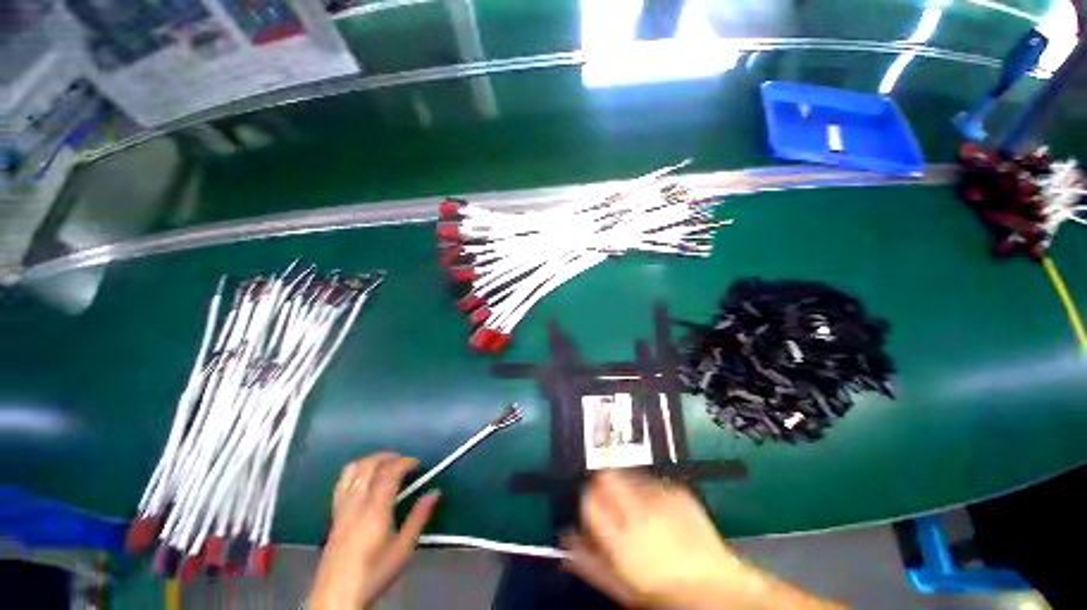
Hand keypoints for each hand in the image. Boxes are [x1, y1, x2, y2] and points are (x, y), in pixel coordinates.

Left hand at [308, 453, 440, 609]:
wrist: (336, 598)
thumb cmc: (374, 574)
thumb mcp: (403, 549)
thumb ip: (419, 518)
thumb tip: (435, 492)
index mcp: (375, 510)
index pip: (389, 472)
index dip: (405, 462)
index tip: (417, 464)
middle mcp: (356, 503)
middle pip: (369, 465)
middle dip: (388, 456)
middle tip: (403, 461)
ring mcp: (341, 508)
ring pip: (352, 470)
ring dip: (370, 461)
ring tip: (385, 465)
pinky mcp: (333, 516)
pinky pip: (342, 483)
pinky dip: (356, 472)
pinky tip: (365, 481)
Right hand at [564, 470, 840, 608]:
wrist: (717, 588)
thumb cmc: (666, 594)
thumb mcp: (622, 586)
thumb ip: (589, 560)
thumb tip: (566, 539)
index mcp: (621, 538)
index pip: (588, 498)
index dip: (587, 501)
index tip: (593, 509)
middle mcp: (638, 509)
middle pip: (605, 475)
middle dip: (603, 485)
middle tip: (613, 506)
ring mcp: (660, 494)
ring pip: (626, 474)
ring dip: (626, 487)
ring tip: (640, 513)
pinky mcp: (677, 489)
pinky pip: (651, 479)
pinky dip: (648, 490)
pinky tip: (659, 513)